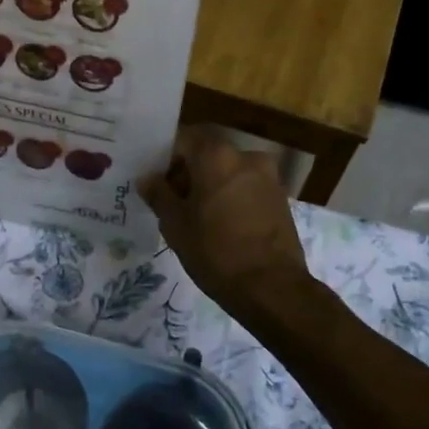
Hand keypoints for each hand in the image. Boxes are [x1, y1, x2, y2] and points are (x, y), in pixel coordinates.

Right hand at [139, 126, 309, 313]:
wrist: (271, 287)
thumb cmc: (215, 251)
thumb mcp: (175, 224)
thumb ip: (159, 195)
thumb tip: (148, 179)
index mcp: (216, 155)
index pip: (183, 140)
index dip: (166, 159)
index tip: (156, 183)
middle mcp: (245, 156)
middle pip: (207, 155)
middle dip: (189, 173)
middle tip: (173, 203)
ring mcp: (268, 176)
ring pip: (228, 172)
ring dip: (211, 186)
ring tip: (197, 218)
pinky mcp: (281, 198)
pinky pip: (246, 188)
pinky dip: (231, 198)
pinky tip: (222, 225)